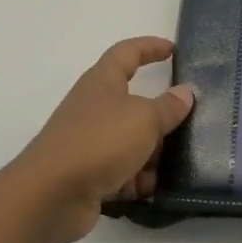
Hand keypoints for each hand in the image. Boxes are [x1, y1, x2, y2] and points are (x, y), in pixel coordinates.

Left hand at [12, 37, 195, 242]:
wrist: (51, 196)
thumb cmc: (100, 141)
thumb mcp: (144, 118)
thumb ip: (168, 106)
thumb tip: (185, 92)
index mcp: (102, 82)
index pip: (127, 53)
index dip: (150, 47)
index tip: (173, 49)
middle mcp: (94, 108)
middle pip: (134, 103)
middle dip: (161, 116)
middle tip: (190, 122)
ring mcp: (90, 142)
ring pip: (131, 141)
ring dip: (153, 152)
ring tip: (180, 163)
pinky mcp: (89, 175)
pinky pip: (122, 172)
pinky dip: (138, 179)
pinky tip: (154, 188)